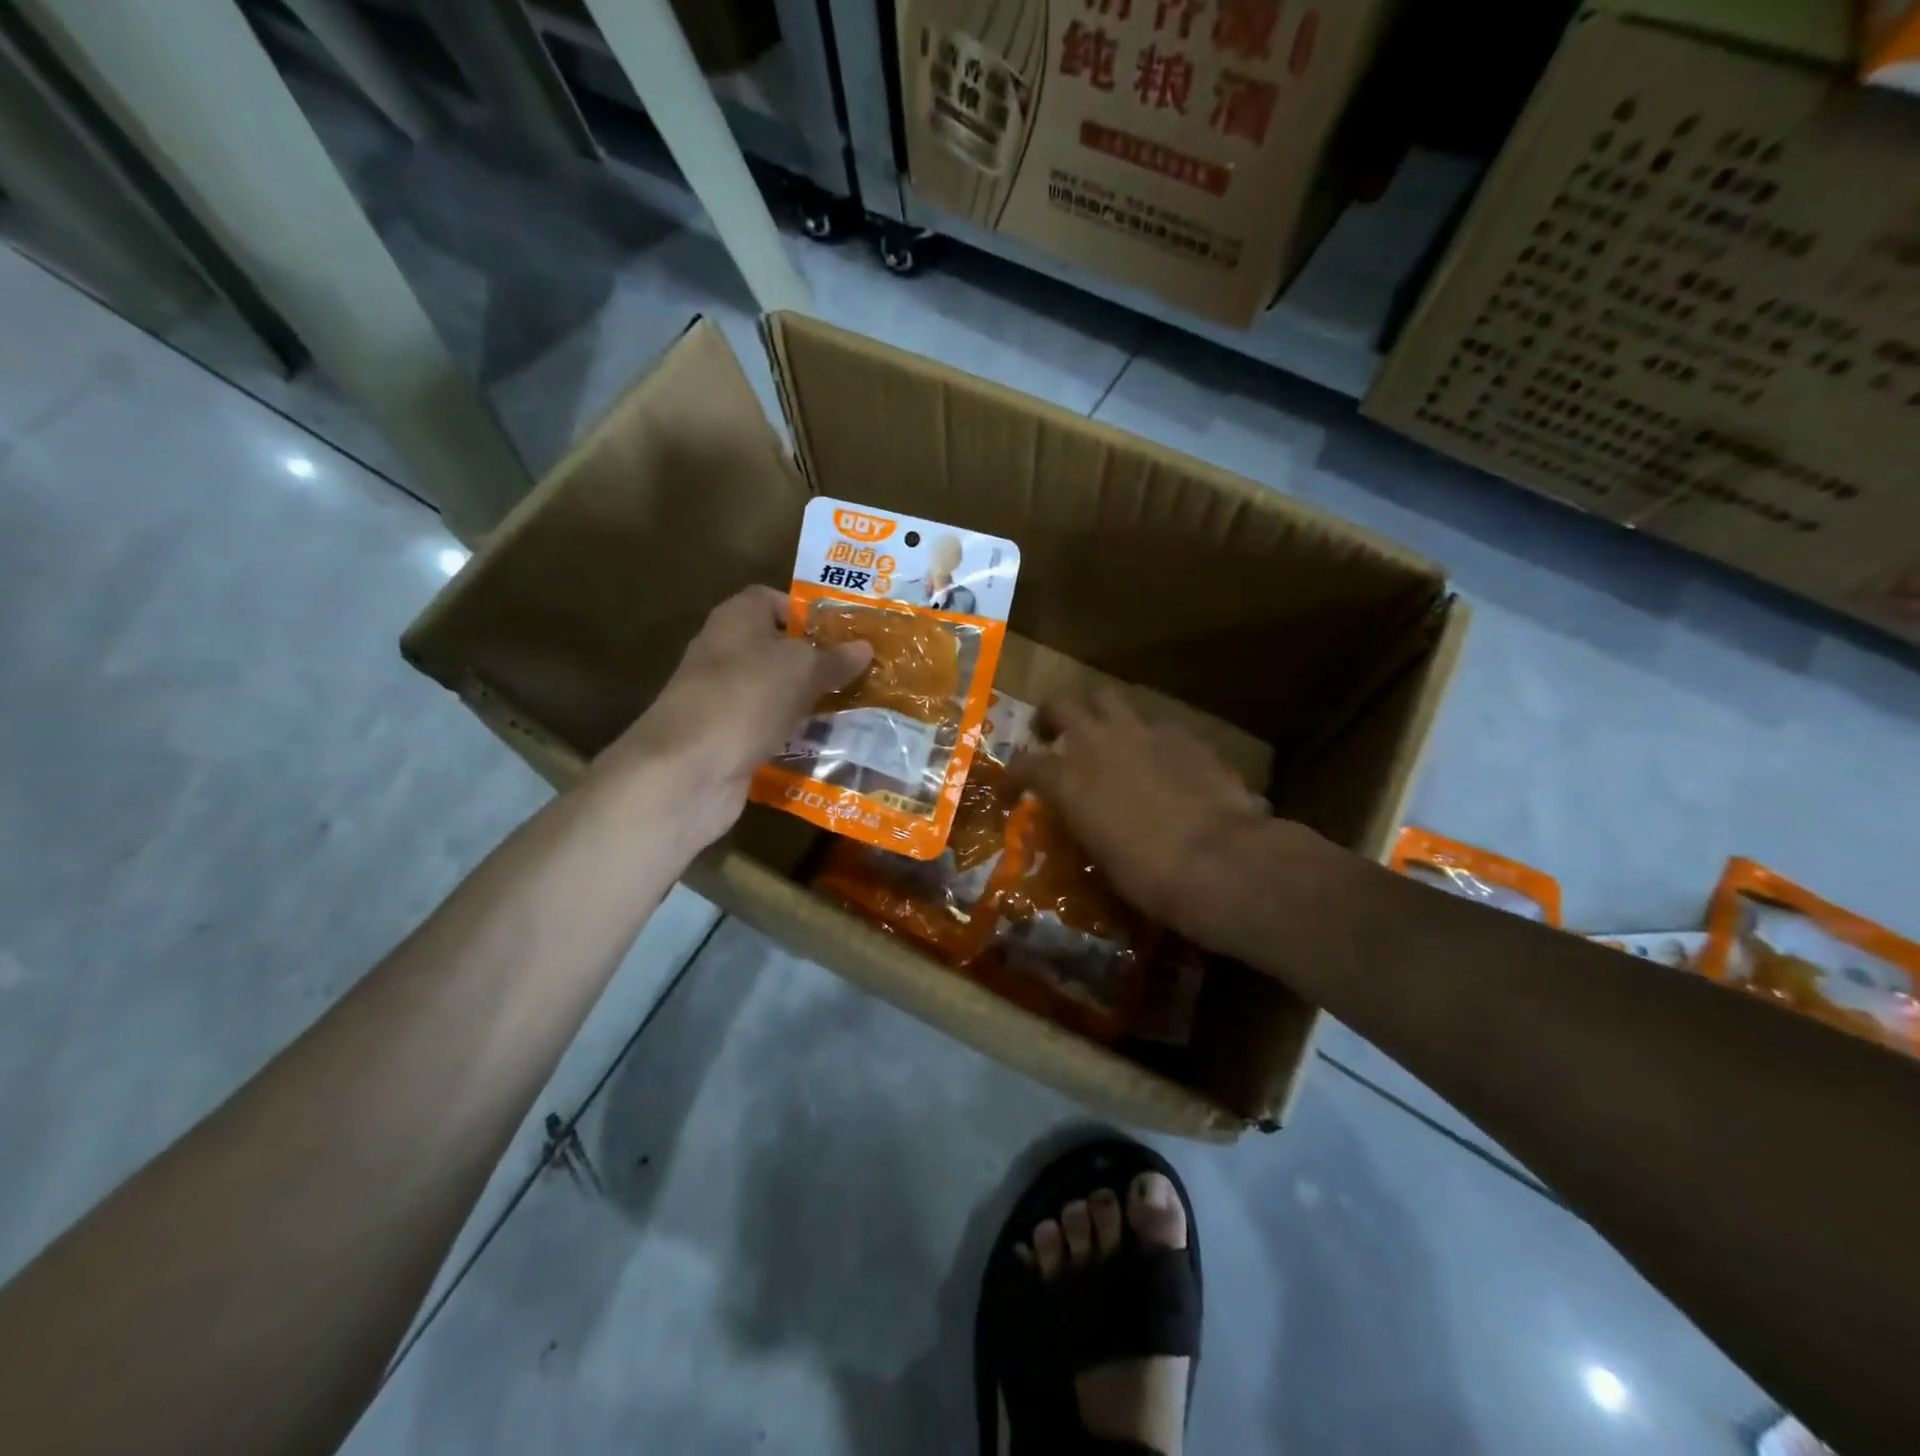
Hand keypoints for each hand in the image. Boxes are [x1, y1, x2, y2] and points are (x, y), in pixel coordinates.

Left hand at [596, 586, 871, 849]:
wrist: (689, 769)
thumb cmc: (747, 697)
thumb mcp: (802, 669)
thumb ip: (834, 658)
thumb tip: (864, 647)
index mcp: (736, 619)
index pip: (773, 600)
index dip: (808, 613)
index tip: (845, 634)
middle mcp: (724, 652)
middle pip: (778, 650)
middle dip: (817, 663)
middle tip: (862, 675)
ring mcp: (722, 699)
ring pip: (775, 693)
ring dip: (809, 702)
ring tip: (856, 710)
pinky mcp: (725, 738)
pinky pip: (768, 729)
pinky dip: (793, 736)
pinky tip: (827, 745)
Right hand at [1008, 689, 1281, 950]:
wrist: (1217, 860)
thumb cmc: (1148, 874)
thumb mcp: (1099, 854)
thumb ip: (1084, 822)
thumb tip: (1085, 818)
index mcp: (1067, 779)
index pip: (1024, 764)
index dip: (1014, 775)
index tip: (1014, 789)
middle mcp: (1097, 742)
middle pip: (1062, 705)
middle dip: (1051, 717)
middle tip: (1053, 734)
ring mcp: (1142, 731)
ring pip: (1108, 697)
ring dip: (1098, 711)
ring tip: (1104, 732)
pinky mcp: (1183, 733)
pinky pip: (1155, 722)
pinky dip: (1147, 734)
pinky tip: (1158, 755)